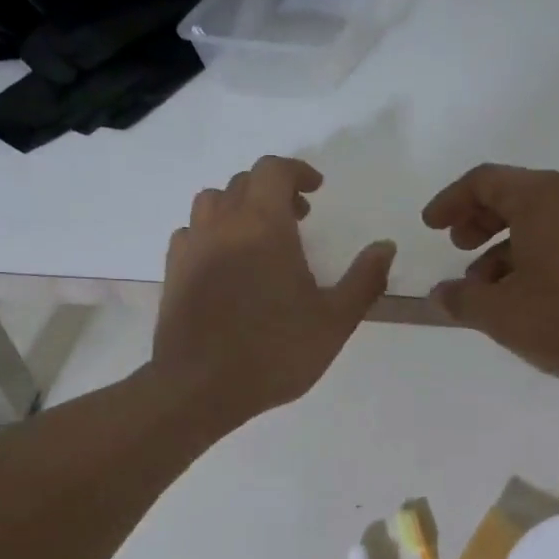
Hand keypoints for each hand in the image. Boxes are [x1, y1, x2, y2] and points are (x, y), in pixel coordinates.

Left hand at [155, 156, 394, 426]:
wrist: (200, 387)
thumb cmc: (275, 352)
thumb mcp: (334, 321)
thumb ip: (364, 279)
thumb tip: (385, 246)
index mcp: (263, 225)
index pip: (273, 170)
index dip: (297, 171)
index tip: (316, 190)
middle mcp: (223, 224)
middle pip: (244, 183)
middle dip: (274, 190)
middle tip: (299, 218)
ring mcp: (192, 246)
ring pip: (212, 201)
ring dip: (240, 206)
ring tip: (260, 236)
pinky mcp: (173, 271)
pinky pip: (192, 231)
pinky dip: (214, 232)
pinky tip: (227, 262)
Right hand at [422, 164, 558, 382]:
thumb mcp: (505, 315)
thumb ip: (464, 301)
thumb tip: (442, 294)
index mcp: (538, 199)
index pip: (483, 181)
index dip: (450, 201)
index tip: (430, 226)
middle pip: (512, 197)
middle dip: (477, 221)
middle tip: (457, 248)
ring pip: (538, 224)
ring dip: (504, 249)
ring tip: (488, 290)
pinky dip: (534, 261)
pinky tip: (530, 301)